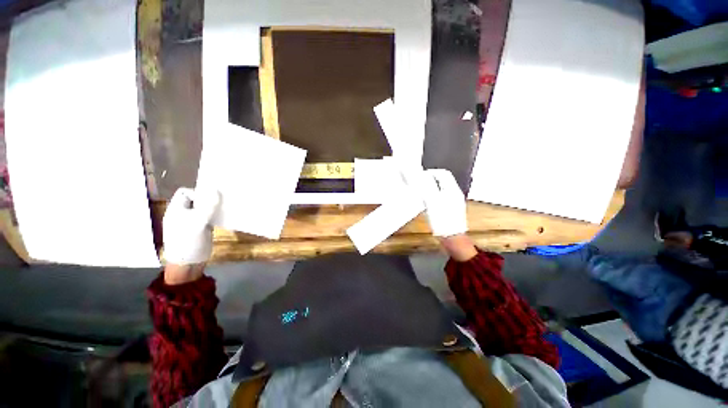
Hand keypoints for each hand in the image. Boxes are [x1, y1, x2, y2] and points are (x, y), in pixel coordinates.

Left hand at [162, 188, 219, 280]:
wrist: (188, 263)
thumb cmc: (188, 241)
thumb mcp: (198, 222)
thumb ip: (208, 206)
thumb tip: (217, 190)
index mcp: (176, 209)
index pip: (185, 192)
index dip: (197, 192)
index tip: (209, 199)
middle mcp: (184, 213)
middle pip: (196, 199)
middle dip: (208, 199)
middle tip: (221, 201)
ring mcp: (193, 221)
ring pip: (204, 208)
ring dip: (214, 207)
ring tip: (225, 208)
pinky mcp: (202, 228)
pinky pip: (210, 217)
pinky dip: (217, 215)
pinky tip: (225, 217)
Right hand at [421, 169, 467, 237]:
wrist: (452, 238)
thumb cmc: (442, 220)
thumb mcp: (432, 202)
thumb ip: (427, 187)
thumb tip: (422, 176)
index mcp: (452, 190)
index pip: (443, 173)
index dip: (431, 172)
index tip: (420, 175)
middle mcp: (455, 193)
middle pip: (443, 180)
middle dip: (430, 179)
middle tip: (418, 182)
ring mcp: (455, 201)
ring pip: (442, 188)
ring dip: (431, 187)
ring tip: (421, 191)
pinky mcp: (452, 209)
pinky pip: (443, 196)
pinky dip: (434, 195)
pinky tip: (428, 202)